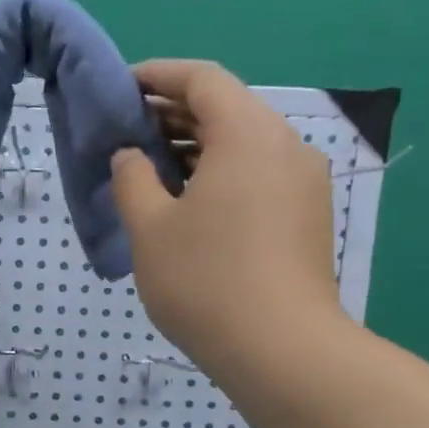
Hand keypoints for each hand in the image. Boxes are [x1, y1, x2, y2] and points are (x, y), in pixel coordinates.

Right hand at [111, 60, 343, 372]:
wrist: (283, 351)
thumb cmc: (206, 281)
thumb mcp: (150, 227)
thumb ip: (132, 178)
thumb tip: (132, 155)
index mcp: (247, 134)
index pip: (201, 79)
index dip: (158, 75)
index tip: (121, 88)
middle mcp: (285, 146)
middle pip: (226, 108)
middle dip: (173, 112)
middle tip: (126, 130)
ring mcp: (303, 182)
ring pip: (243, 143)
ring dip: (196, 145)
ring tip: (150, 166)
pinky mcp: (307, 215)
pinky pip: (258, 173)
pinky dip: (220, 171)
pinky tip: (188, 200)